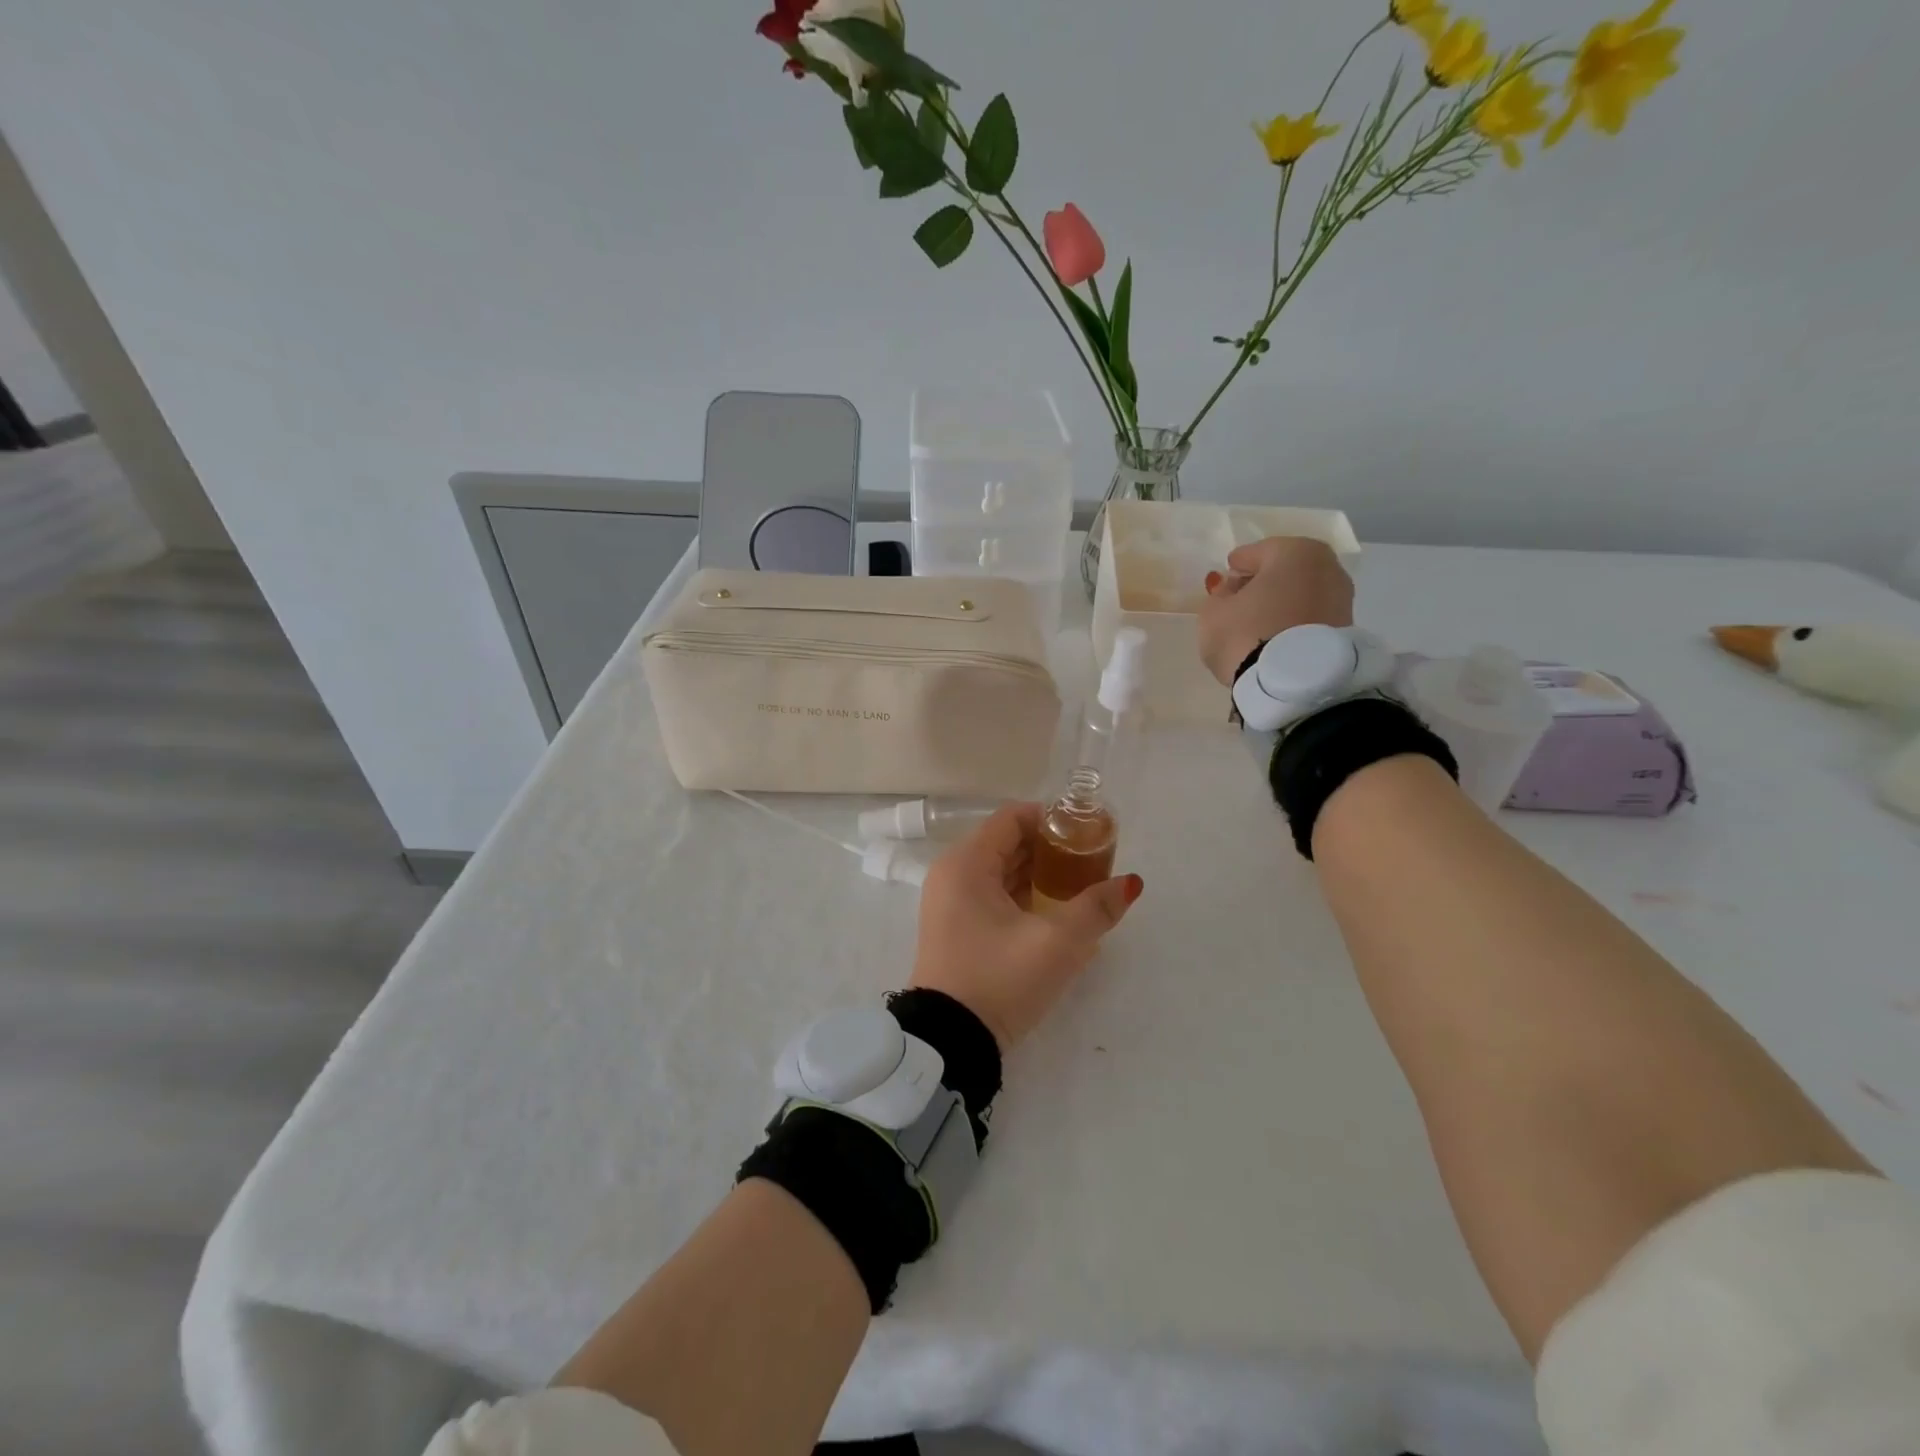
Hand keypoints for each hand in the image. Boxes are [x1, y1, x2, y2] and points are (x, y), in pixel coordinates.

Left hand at [910, 804, 1142, 1050]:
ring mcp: (951, 903)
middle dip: (1051, 849)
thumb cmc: (999, 980)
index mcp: (966, 864)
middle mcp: (953, 874)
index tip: (1087, 835)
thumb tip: (1131, 884)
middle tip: (1093, 863)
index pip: (1012, 818)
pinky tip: (1057, 913)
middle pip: (1007, 843)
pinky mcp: (956, 929)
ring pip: (1001, 871)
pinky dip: (1024, 897)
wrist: (949, 1043)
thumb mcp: (1056, 944)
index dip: (1051, 820)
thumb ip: (1096, 908)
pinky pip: (993, 896)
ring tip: (1082, 887)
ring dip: (1040, 875)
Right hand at [1197, 536, 1354, 686]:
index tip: (1227, 575)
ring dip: (1282, 602)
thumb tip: (1233, 589)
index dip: (1238, 564)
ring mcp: (1342, 598)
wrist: (1292, 684)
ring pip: (1302, 593)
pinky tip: (1277, 634)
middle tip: (1243, 597)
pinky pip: (1312, 616)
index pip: (1257, 552)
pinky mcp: (1348, 629)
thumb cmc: (1247, 635)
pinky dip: (1296, 620)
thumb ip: (1220, 595)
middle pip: (1285, 570)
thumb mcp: (1214, 613)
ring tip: (1259, 621)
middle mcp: (1326, 566)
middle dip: (1265, 581)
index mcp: (1293, 551)